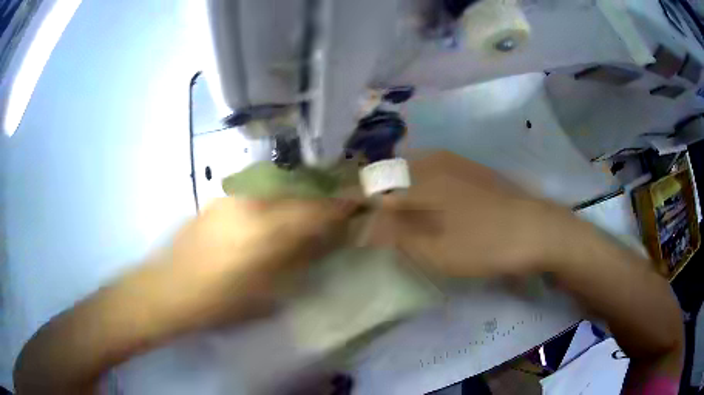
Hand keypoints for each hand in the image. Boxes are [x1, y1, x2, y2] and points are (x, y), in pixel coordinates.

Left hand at [138, 197, 357, 330]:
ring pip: (278, 189)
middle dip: (321, 201)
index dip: (341, 206)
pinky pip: (257, 193)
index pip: (316, 209)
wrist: (169, 289)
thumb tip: (325, 241)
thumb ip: (300, 260)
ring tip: (305, 216)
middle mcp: (251, 202)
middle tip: (334, 213)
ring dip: (297, 199)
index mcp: (266, 229)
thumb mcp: (268, 291)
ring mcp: (232, 196)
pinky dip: (274, 201)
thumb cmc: (220, 302)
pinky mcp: (219, 198)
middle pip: (299, 192)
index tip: (358, 206)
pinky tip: (272, 218)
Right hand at [372, 154, 564, 277]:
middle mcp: (430, 160)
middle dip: (373, 194)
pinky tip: (427, 203)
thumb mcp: (433, 249)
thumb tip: (362, 225)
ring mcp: (452, 161)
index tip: (342, 216)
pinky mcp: (469, 168)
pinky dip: (418, 186)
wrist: (536, 229)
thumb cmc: (482, 243)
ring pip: (409, 170)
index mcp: (417, 178)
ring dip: (395, 190)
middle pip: (388, 173)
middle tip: (368, 219)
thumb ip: (393, 234)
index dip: (353, 200)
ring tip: (394, 213)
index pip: (371, 185)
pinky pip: (431, 171)